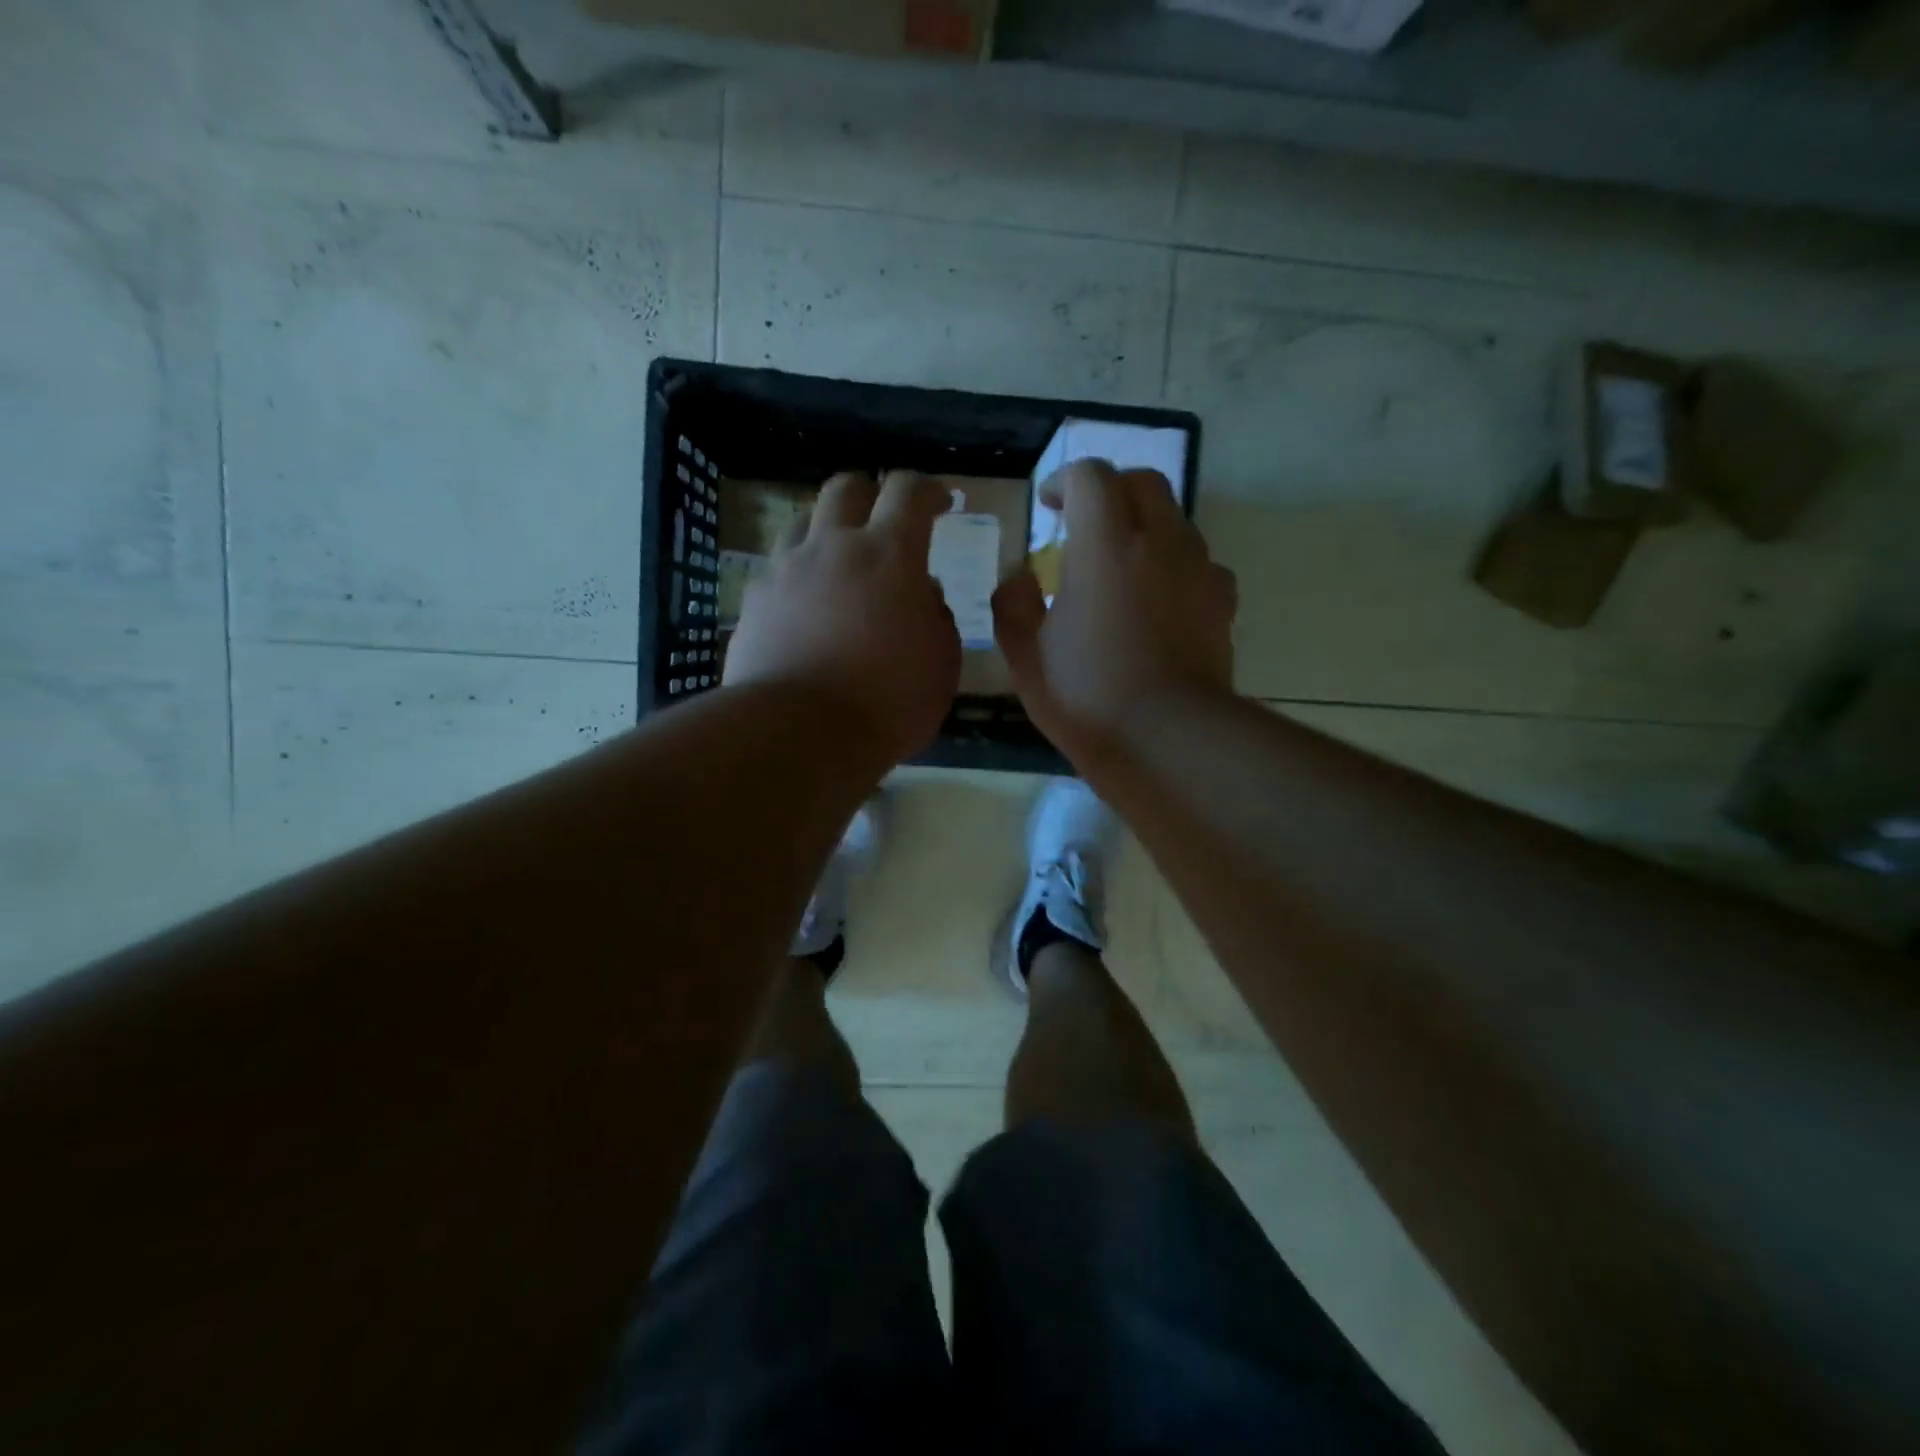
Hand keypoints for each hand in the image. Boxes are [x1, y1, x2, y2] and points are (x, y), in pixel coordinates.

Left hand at [725, 470, 960, 768]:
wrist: (799, 733)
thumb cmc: (887, 701)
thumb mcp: (941, 664)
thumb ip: (937, 617)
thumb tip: (922, 592)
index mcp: (889, 555)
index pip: (909, 491)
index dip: (927, 489)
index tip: (939, 502)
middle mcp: (833, 547)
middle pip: (846, 488)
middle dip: (870, 494)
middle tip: (883, 521)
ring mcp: (786, 570)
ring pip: (802, 522)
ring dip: (826, 531)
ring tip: (838, 562)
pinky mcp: (754, 600)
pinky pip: (777, 569)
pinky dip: (798, 576)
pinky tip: (804, 607)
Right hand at [993, 459, 1236, 770]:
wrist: (1169, 739)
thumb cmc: (1087, 695)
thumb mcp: (1026, 656)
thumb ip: (1014, 606)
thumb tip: (1019, 578)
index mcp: (1106, 544)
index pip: (1090, 477)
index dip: (1064, 481)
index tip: (1047, 506)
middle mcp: (1160, 541)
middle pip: (1143, 483)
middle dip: (1111, 489)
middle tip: (1085, 521)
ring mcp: (1199, 570)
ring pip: (1176, 520)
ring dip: (1144, 526)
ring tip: (1121, 564)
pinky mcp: (1222, 602)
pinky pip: (1198, 563)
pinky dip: (1174, 565)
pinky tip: (1158, 600)